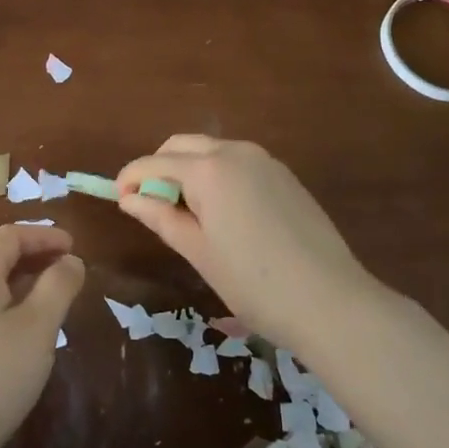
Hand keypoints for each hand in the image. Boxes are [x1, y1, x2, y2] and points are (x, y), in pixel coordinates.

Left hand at [0, 225, 84, 447]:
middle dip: (32, 255)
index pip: (10, 235)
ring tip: (47, 300)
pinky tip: (17, 334)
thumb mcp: (38, 328)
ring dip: (19, 281)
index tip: (73, 247)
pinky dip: (4, 304)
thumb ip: (59, 286)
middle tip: (64, 269)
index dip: (44, 235)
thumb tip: (70, 261)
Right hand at [116, 137, 372, 351]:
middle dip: (160, 167)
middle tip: (150, 204)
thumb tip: (128, 198)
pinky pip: (238, 162)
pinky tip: (222, 212)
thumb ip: (161, 217)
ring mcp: (265, 160)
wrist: (330, 301)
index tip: (118, 198)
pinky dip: (218, 175)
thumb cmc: (254, 283)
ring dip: (189, 169)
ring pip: (212, 151)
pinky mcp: (285, 175)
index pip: (155, 162)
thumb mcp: (198, 251)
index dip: (131, 177)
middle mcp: (236, 151)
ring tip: (186, 212)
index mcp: (209, 169)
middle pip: (183, 146)